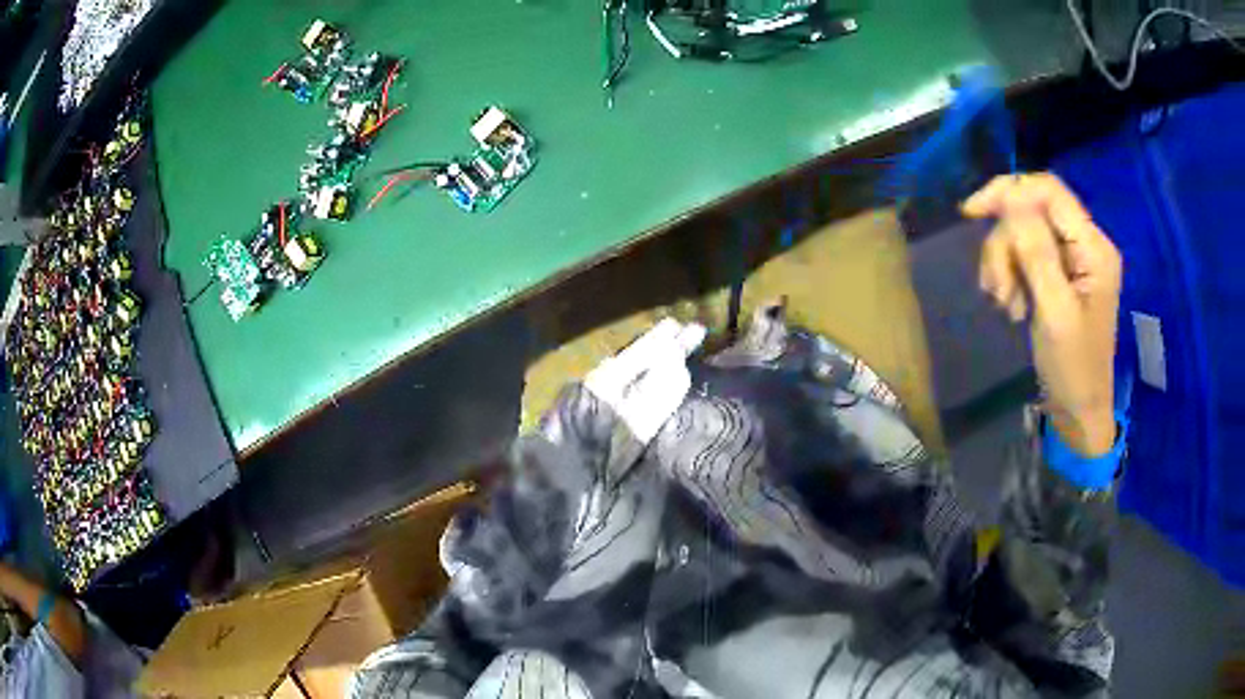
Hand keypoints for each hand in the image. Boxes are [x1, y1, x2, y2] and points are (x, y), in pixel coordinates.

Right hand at [963, 173, 1121, 455]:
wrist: (1079, 412)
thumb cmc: (1072, 368)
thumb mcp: (1054, 311)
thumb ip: (1036, 251)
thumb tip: (1011, 196)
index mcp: (1093, 247)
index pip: (1048, 190)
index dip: (1008, 191)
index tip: (970, 214)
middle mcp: (1084, 243)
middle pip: (1031, 212)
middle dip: (1006, 245)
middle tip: (997, 291)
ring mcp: (1072, 259)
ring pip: (1023, 234)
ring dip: (1004, 265)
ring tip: (1005, 305)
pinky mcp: (1059, 274)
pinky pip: (1025, 256)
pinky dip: (1011, 276)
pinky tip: (1011, 306)